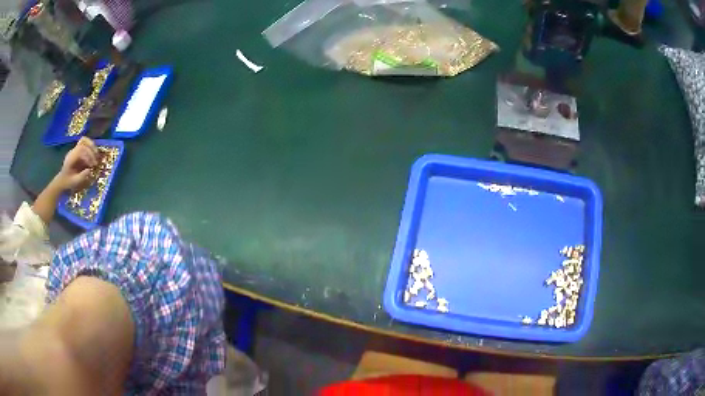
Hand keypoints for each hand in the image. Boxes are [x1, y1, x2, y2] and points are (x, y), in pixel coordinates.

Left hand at [54, 137, 98, 191]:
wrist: (62, 180)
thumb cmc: (68, 182)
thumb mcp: (75, 182)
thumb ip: (82, 176)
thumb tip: (89, 170)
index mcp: (71, 158)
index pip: (81, 150)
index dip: (88, 156)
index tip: (92, 166)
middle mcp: (73, 151)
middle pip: (83, 143)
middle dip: (91, 151)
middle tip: (96, 161)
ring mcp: (75, 149)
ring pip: (85, 140)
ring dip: (92, 147)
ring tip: (96, 156)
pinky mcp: (78, 150)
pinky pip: (85, 143)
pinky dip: (90, 147)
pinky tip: (93, 155)